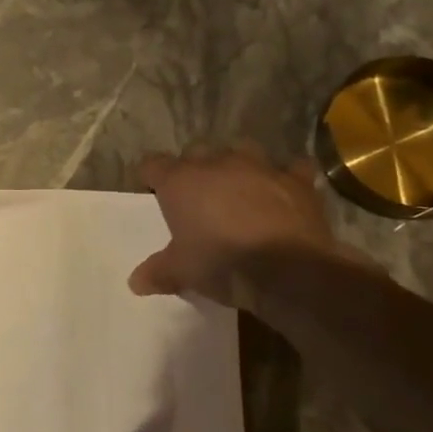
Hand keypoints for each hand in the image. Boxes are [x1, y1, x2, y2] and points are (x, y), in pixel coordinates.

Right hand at [130, 143, 356, 303]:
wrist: (288, 270)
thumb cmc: (221, 264)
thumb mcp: (181, 273)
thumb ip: (157, 272)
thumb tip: (136, 282)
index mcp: (181, 181)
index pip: (153, 164)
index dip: (151, 177)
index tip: (154, 193)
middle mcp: (217, 164)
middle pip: (196, 152)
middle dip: (194, 169)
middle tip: (196, 197)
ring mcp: (259, 167)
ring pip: (241, 149)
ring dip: (236, 165)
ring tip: (238, 187)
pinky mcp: (296, 180)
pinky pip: (292, 168)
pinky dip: (287, 177)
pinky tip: (286, 191)